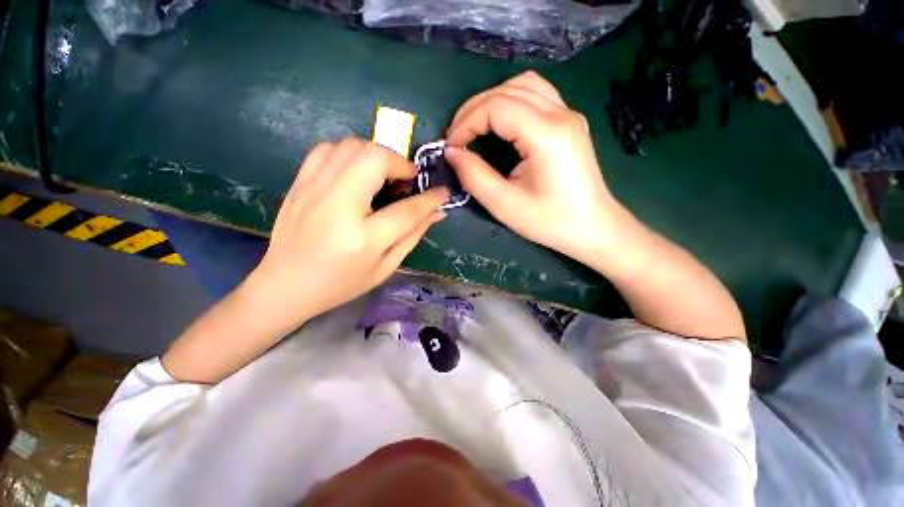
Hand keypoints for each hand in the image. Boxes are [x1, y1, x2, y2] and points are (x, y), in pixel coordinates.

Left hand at [246, 138, 448, 331]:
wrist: (285, 285)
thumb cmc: (341, 283)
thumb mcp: (385, 267)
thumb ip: (413, 236)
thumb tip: (437, 212)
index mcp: (363, 239)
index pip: (406, 210)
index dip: (430, 199)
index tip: (442, 192)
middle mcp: (337, 206)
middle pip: (374, 159)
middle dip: (399, 163)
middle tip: (405, 181)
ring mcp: (313, 190)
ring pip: (351, 146)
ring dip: (376, 155)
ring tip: (383, 175)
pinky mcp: (299, 183)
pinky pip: (327, 149)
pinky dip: (349, 153)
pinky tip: (356, 172)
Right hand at [444, 71, 629, 266]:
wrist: (592, 227)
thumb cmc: (550, 222)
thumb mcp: (504, 205)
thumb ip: (474, 176)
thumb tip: (452, 152)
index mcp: (547, 134)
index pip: (496, 107)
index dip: (466, 122)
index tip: (450, 145)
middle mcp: (561, 114)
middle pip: (507, 90)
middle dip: (473, 110)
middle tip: (456, 137)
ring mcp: (569, 114)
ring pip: (523, 85)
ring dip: (492, 101)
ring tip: (475, 126)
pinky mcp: (569, 122)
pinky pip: (536, 95)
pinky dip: (510, 102)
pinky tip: (501, 123)